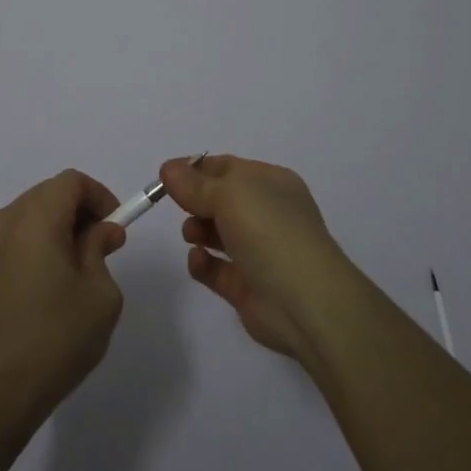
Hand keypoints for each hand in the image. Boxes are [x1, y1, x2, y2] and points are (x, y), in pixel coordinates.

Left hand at [0, 170, 127, 456]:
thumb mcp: (99, 295)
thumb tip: (100, 231)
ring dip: (54, 228)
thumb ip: (100, 249)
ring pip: (27, 216)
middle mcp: (4, 223)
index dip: (98, 196)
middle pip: (47, 194)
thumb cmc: (56, 340)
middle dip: (78, 211)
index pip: (70, 182)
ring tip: (74, 268)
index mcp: (35, 220)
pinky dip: (32, 245)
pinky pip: (10, 240)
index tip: (115, 225)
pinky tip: (44, 286)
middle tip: (101, 245)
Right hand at [161, 154, 354, 361]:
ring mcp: (259, 251)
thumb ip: (194, 184)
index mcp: (271, 183)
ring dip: (197, 229)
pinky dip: (203, 263)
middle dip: (196, 201)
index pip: (227, 168)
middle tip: (179, 206)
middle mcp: (267, 213)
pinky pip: (216, 268)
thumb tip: (168, 168)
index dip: (195, 169)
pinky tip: (199, 261)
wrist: (304, 302)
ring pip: (217, 233)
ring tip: (191, 234)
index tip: (165, 176)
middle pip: (220, 200)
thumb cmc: (269, 232)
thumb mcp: (229, 194)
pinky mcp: (247, 286)